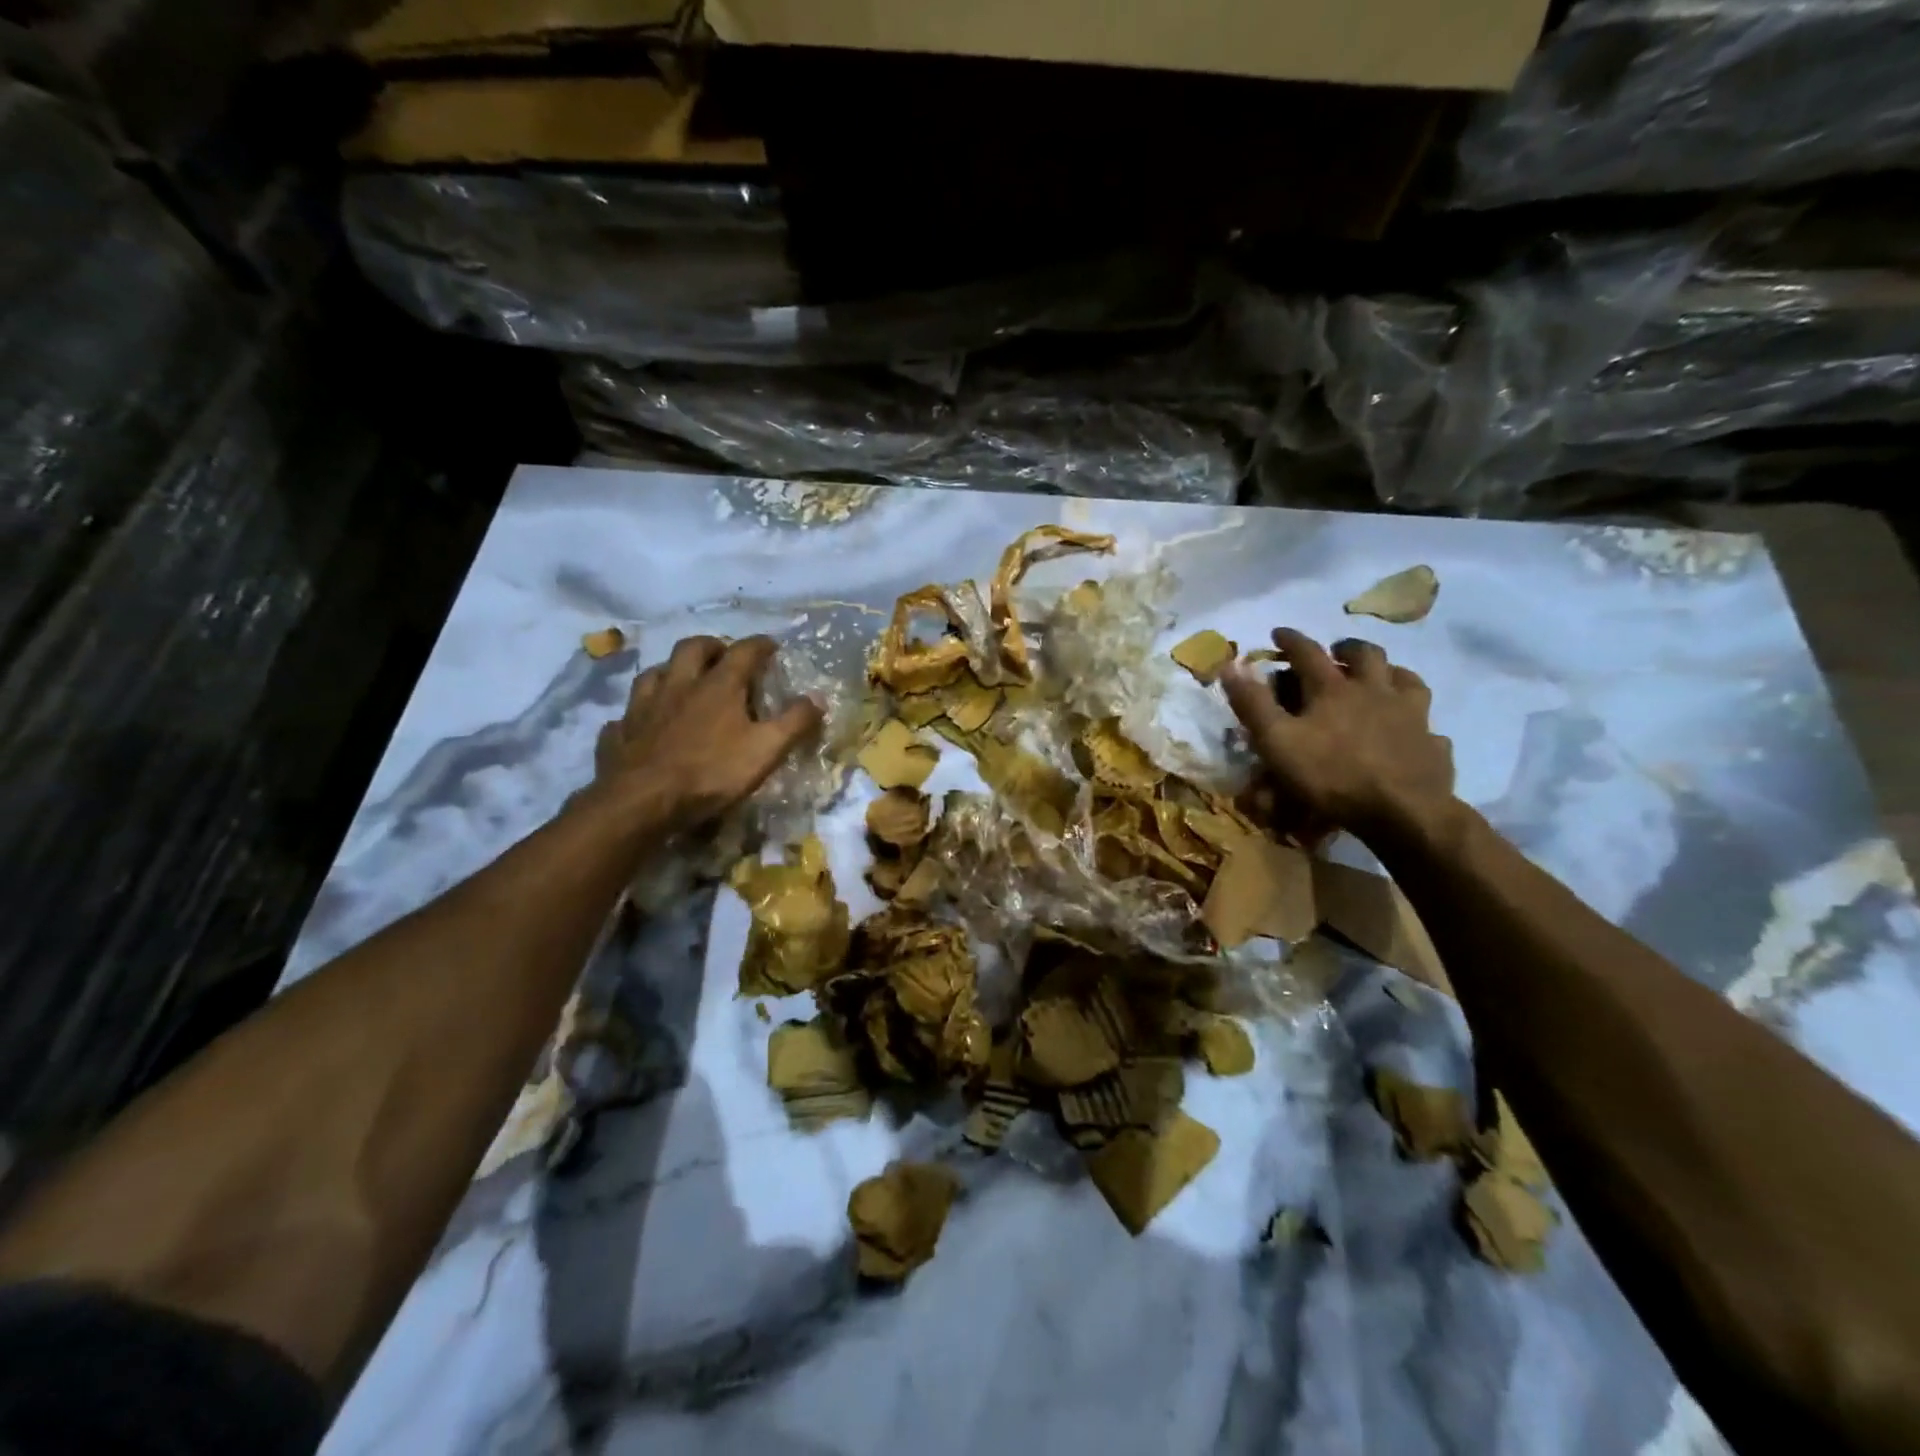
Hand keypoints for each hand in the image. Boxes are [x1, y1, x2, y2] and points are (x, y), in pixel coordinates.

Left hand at [591, 635, 821, 832]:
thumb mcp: (766, 750)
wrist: (642, 801)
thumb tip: (817, 698)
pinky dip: (640, 712)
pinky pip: (628, 713)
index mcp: (718, 685)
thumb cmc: (711, 772)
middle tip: (724, 655)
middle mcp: (679, 685)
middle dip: (712, 645)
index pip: (744, 651)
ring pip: (654, 673)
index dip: (760, 645)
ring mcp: (643, 706)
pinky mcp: (620, 732)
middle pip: (692, 648)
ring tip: (682, 681)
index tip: (771, 646)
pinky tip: (645, 722)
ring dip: (671, 670)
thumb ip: (794, 722)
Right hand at [1220, 629, 1455, 843]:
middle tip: (1337, 650)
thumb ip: (1253, 703)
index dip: (1290, 640)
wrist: (1402, 811)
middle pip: (1366, 655)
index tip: (1278, 632)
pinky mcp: (1432, 744)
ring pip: (1406, 679)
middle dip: (1347, 647)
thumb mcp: (1276, 740)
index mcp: (1334, 688)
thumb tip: (1230, 664)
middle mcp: (1375, 691)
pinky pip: (1429, 725)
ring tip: (1382, 677)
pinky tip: (1414, 730)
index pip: (1308, 652)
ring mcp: (1411, 715)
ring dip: (1391, 672)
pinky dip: (1418, 721)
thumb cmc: (1330, 774)